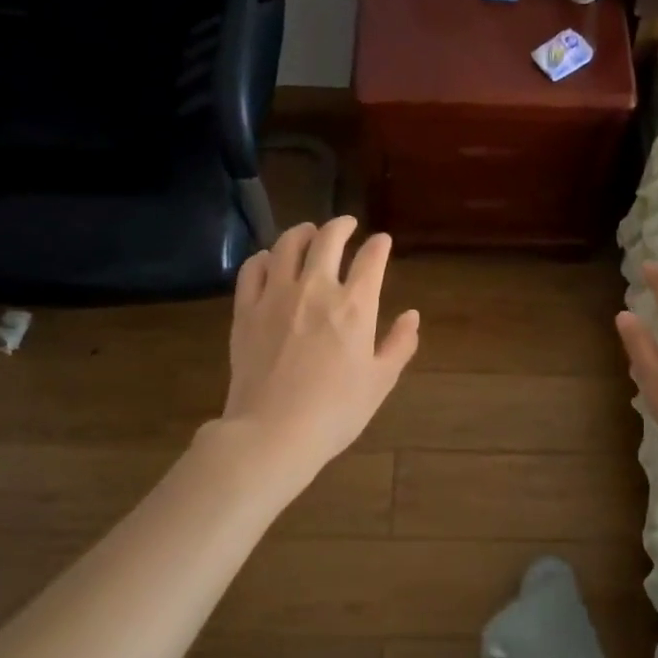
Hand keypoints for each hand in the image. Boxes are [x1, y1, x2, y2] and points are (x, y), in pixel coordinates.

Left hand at [221, 217, 420, 477]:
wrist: (273, 432)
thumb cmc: (336, 411)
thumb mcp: (380, 381)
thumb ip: (399, 344)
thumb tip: (411, 316)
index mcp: (355, 306)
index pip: (371, 259)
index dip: (379, 245)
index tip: (382, 241)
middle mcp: (316, 289)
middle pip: (328, 239)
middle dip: (341, 226)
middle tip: (347, 224)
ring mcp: (276, 296)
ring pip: (287, 245)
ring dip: (302, 232)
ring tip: (308, 232)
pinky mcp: (246, 310)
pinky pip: (252, 269)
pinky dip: (264, 257)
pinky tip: (269, 259)